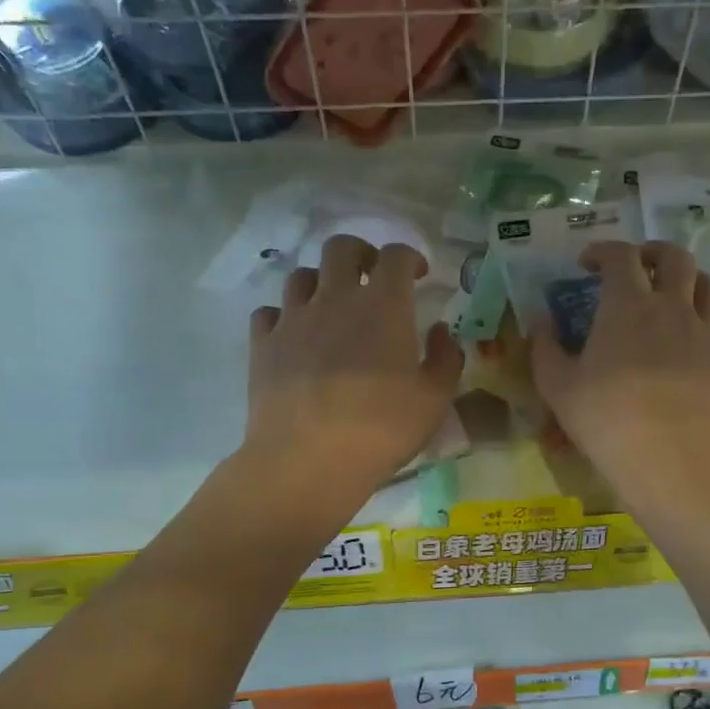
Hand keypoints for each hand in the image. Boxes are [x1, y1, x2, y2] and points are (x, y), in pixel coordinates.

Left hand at [245, 236, 463, 497]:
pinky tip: (294, 336)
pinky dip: (284, 316)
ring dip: (321, 282)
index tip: (418, 274)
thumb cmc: (381, 429)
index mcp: (382, 306)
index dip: (409, 257)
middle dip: (360, 253)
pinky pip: (269, 312)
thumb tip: (441, 331)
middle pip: (341, 248)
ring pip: (301, 275)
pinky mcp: (262, 345)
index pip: (395, 256)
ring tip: (331, 307)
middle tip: (371, 277)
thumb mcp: (435, 400)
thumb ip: (446, 359)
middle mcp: (334, 299)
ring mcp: (293, 319)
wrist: (308, 460)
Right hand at [528, 240, 709, 483]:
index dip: (602, 250)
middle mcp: (671, 306)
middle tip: (637, 266)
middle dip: (653, 252)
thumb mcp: (557, 385)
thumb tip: (541, 323)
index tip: (586, 264)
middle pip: (675, 257)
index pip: (620, 255)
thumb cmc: (605, 417)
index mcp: (627, 305)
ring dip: (686, 279)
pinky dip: (704, 320)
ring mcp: (703, 332)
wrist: (667, 456)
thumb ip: (545, 347)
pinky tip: (691, 337)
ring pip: (707, 284)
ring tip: (670, 295)